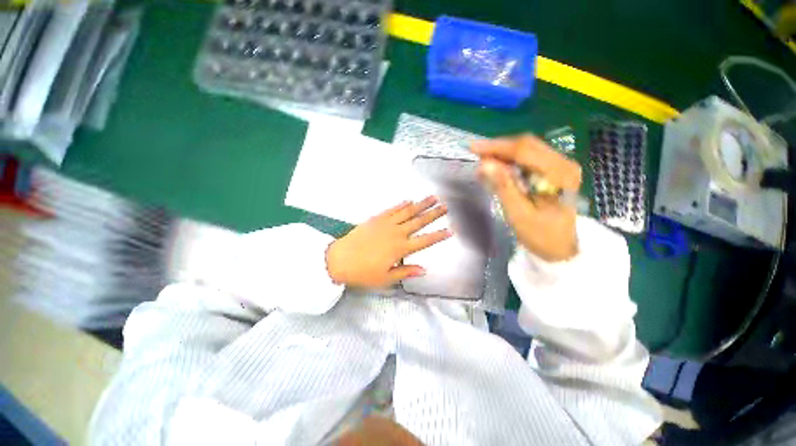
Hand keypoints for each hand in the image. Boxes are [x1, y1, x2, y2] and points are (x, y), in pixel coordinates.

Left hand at [326, 196, 452, 287]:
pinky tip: (409, 200)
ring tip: (433, 197)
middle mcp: (396, 233)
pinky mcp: (376, 218)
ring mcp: (386, 224)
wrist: (340, 259)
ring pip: (408, 212)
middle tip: (445, 206)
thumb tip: (424, 269)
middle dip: (434, 214)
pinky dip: (401, 204)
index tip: (450, 230)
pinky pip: (392, 209)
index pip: (425, 241)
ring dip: (421, 204)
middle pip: (419, 222)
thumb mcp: (385, 278)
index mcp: (400, 249)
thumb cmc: (363, 272)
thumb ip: (405, 272)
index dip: (439, 236)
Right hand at [471, 135, 581, 261]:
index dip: (497, 147)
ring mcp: (561, 166)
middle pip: (527, 144)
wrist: (560, 247)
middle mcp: (564, 163)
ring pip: (527, 148)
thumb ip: (503, 187)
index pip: (524, 151)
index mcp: (560, 175)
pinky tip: (497, 165)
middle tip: (476, 153)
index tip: (473, 148)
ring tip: (483, 159)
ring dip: (503, 152)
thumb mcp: (518, 213)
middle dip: (499, 147)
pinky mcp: (554, 170)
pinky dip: (510, 159)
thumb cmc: (540, 235)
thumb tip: (484, 164)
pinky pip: (529, 157)